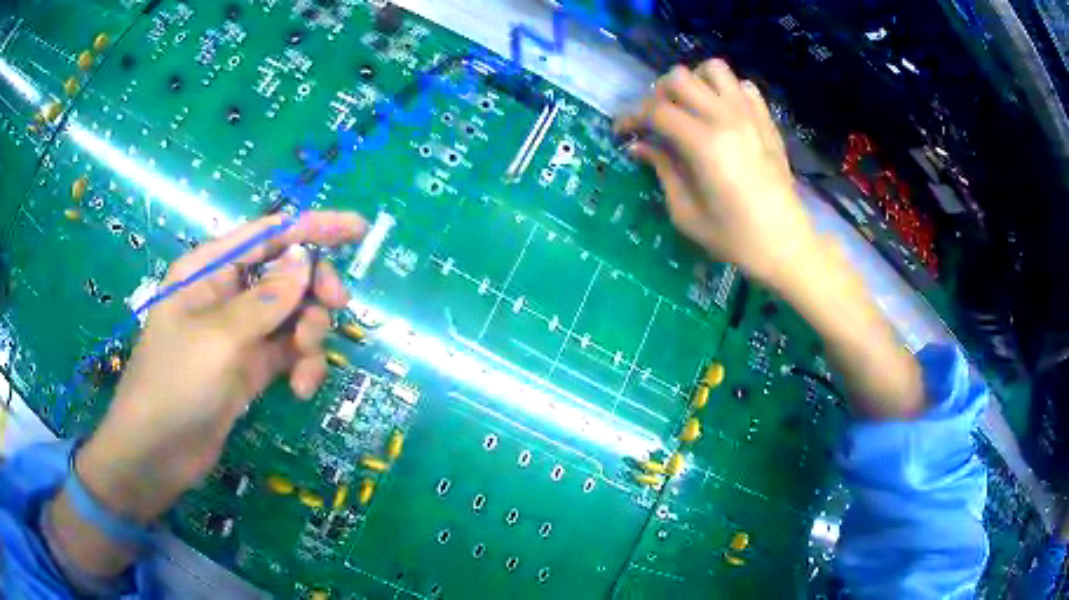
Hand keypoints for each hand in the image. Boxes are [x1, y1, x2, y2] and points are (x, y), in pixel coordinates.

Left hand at [75, 211, 365, 520]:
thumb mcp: (219, 339)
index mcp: (209, 271)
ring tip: (305, 369)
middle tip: (336, 308)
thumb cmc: (175, 385)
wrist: (158, 454)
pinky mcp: (249, 367)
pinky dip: (301, 366)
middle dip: (313, 290)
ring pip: (292, 316)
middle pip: (286, 274)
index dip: (312, 227)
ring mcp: (239, 333)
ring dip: (309, 337)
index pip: (267, 235)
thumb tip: (304, 258)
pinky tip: (301, 390)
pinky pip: (287, 353)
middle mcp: (226, 294)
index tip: (356, 229)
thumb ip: (266, 300)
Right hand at [615, 59, 817, 287]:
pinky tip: (722, 114)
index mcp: (704, 144)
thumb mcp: (687, 213)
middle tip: (657, 121)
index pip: (656, 110)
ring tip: (691, 108)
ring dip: (695, 83)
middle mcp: (726, 118)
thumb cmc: (735, 238)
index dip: (632, 117)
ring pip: (714, 69)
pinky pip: (743, 86)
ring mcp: (751, 115)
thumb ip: (662, 170)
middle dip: (658, 94)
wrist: (787, 245)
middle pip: (680, 78)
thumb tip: (640, 146)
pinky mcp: (767, 121)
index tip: (623, 132)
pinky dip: (726, 91)